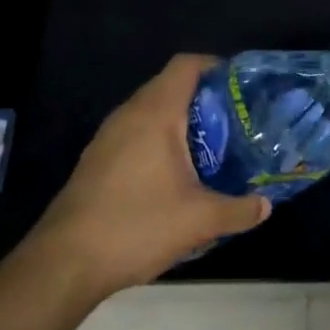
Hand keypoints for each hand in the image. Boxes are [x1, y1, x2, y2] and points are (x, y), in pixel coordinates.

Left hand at [33, 55, 268, 299]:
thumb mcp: (200, 221)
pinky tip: (177, 174)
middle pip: (170, 86)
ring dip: (182, 122)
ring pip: (151, 111)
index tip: (242, 87)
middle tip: (236, 120)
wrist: (64, 263)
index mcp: (155, 113)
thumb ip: (240, 210)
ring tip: (213, 146)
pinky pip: (136, 133)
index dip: (217, 66)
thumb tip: (266, 206)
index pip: (187, 65)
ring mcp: (108, 137)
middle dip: (205, 98)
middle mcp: (129, 115)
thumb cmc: (136, 226)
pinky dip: (160, 140)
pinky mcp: (97, 160)